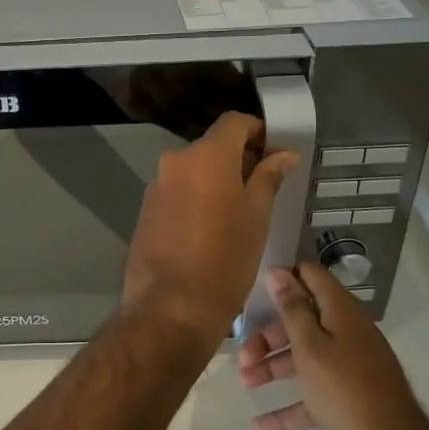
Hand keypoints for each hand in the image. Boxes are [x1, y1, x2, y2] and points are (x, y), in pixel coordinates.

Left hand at [121, 112, 298, 343]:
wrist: (170, 307)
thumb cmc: (225, 259)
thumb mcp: (257, 216)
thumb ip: (268, 177)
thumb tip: (283, 154)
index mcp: (206, 156)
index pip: (234, 122)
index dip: (258, 132)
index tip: (274, 154)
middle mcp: (175, 162)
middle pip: (212, 146)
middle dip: (238, 160)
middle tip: (263, 188)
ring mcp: (156, 186)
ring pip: (193, 171)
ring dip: (215, 181)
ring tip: (238, 212)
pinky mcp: (145, 210)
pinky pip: (177, 192)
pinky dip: (196, 198)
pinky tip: (209, 228)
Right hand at [237, 263, 415, 429]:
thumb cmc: (343, 387)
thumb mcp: (310, 345)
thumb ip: (292, 309)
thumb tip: (279, 271)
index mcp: (340, 312)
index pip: (311, 277)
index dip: (284, 277)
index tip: (254, 289)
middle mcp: (347, 332)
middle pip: (301, 322)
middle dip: (268, 336)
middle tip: (243, 354)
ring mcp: (349, 366)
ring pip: (304, 358)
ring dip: (273, 368)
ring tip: (245, 384)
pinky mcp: (348, 397)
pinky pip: (312, 394)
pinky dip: (288, 407)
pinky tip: (259, 425)